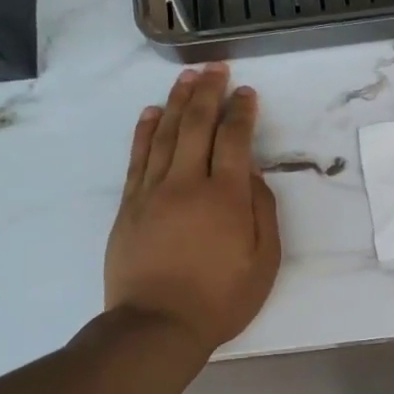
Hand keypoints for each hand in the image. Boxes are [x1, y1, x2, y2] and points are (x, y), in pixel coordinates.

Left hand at [105, 63, 280, 350]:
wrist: (156, 325)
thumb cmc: (220, 299)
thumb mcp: (264, 263)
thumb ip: (263, 213)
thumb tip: (254, 175)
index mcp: (227, 197)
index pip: (235, 140)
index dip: (242, 112)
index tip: (246, 92)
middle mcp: (188, 183)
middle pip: (197, 126)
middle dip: (209, 92)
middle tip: (215, 67)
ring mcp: (153, 192)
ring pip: (165, 134)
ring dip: (178, 101)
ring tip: (187, 77)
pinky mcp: (129, 205)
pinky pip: (138, 157)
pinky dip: (145, 131)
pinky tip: (151, 113)